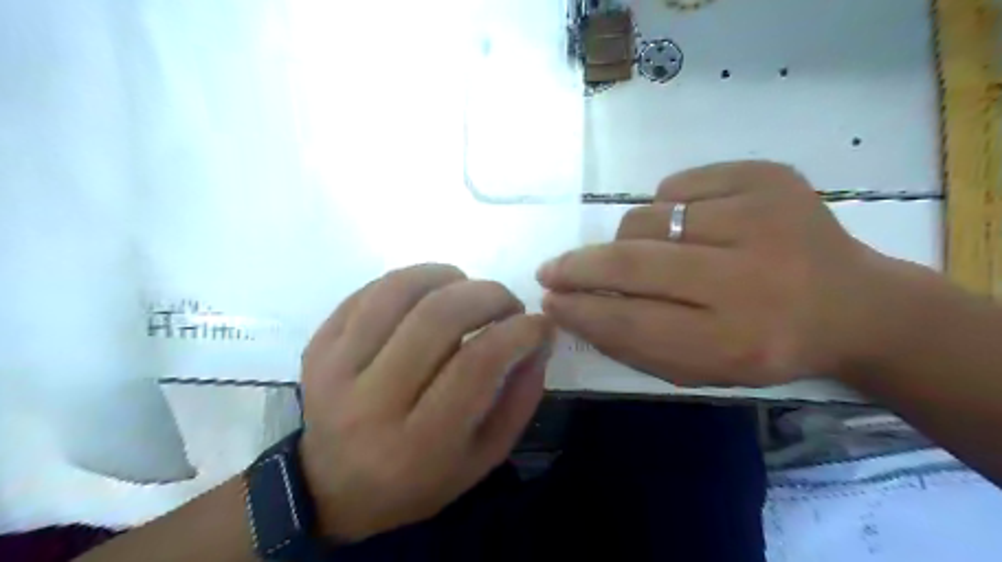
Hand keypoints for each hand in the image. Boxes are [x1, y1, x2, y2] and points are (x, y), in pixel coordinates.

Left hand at [297, 266, 551, 541]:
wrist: (332, 488)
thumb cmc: (419, 480)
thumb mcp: (483, 458)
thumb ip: (519, 399)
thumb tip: (539, 339)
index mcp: (420, 443)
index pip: (477, 365)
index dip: (519, 332)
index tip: (539, 323)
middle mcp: (372, 402)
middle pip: (437, 318)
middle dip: (488, 295)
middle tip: (508, 302)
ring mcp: (335, 369)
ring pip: (399, 291)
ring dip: (447, 276)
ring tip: (468, 288)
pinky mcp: (318, 345)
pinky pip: (370, 291)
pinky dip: (411, 279)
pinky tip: (429, 292)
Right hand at [537, 159, 894, 383]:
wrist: (854, 304)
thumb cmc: (765, 345)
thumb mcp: (702, 369)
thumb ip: (634, 344)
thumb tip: (573, 306)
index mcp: (737, 341)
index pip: (629, 321)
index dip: (580, 309)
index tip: (549, 301)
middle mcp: (751, 278)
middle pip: (631, 261)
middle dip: (578, 266)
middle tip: (552, 270)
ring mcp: (763, 216)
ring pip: (647, 218)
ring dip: (629, 239)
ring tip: (652, 253)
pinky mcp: (769, 176)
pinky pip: (679, 185)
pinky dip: (669, 206)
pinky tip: (694, 225)